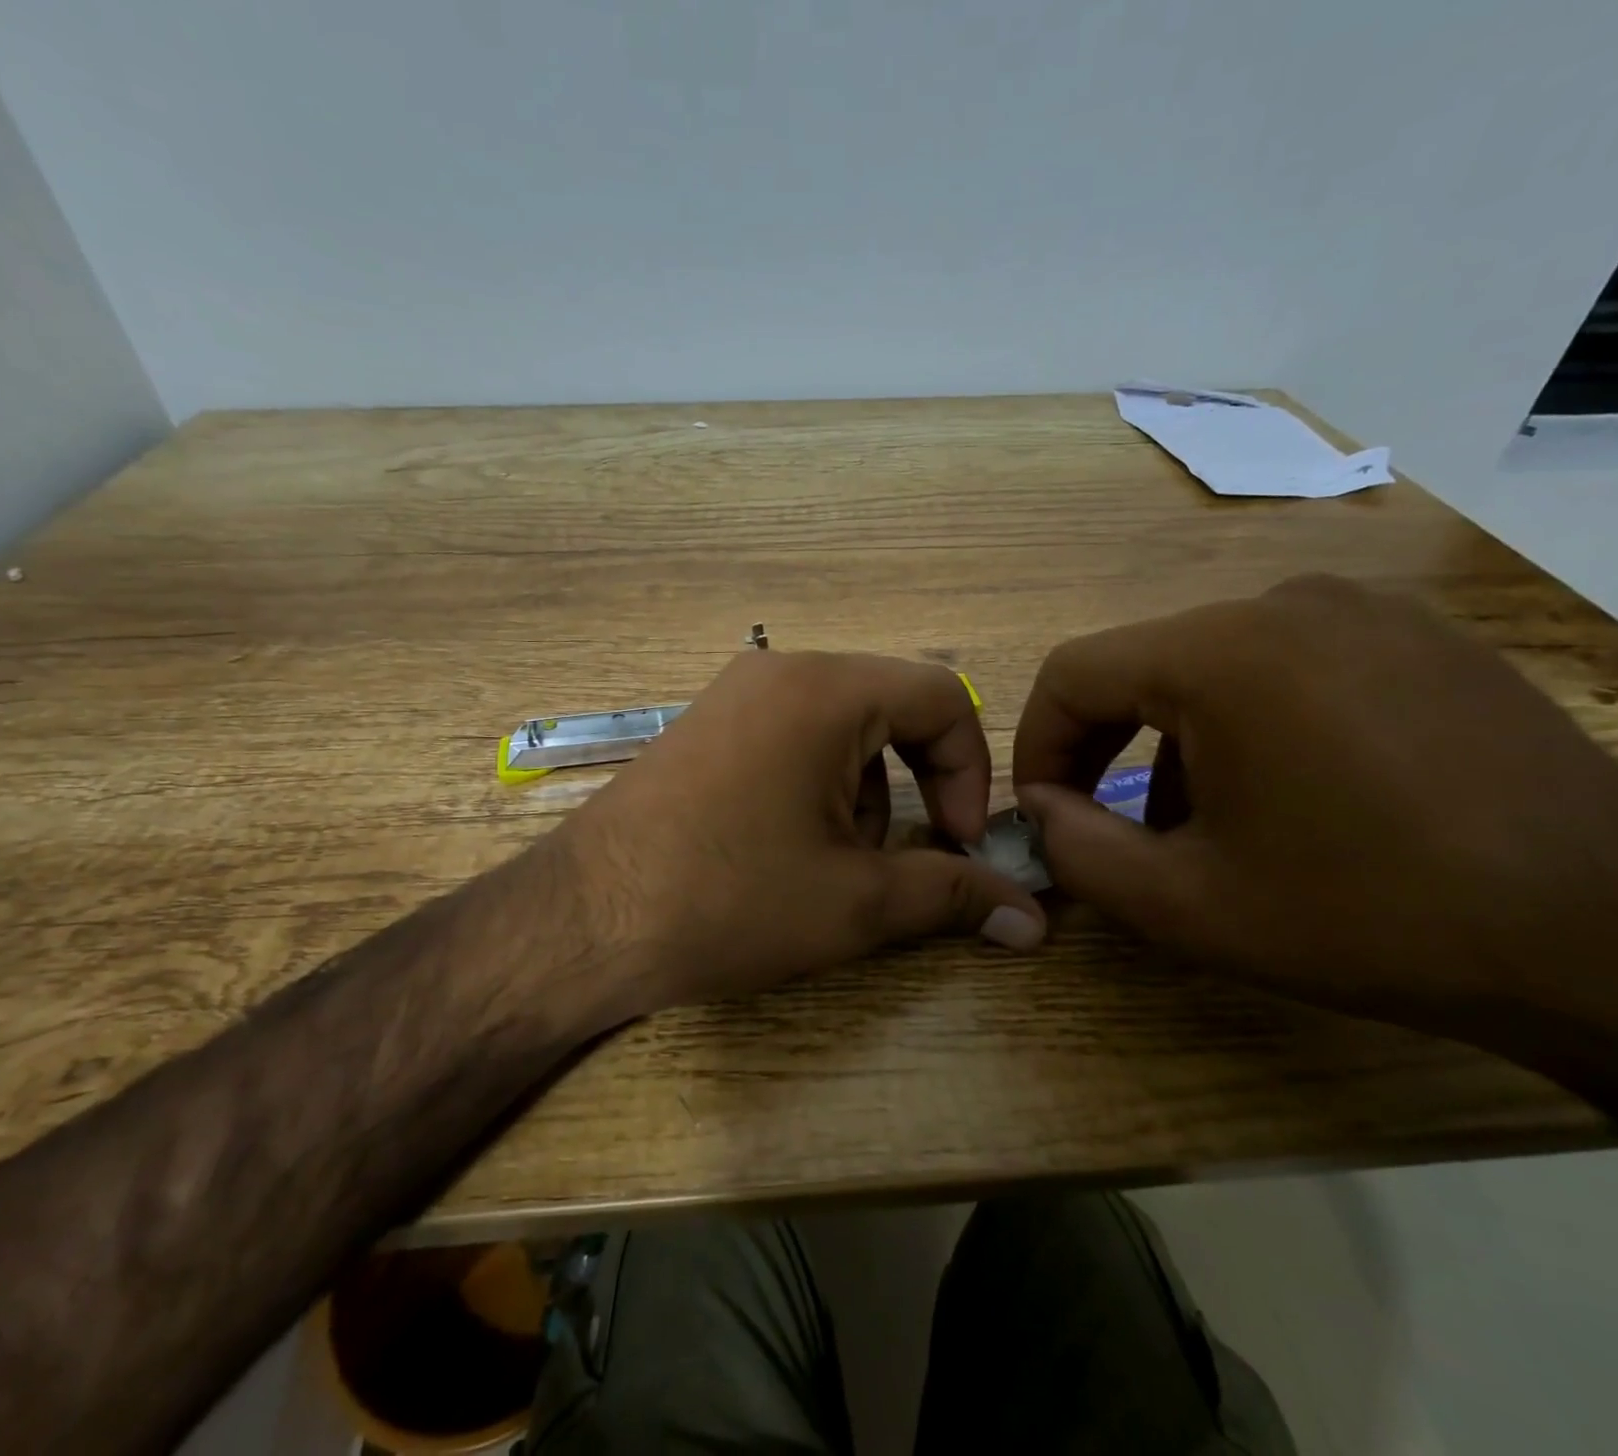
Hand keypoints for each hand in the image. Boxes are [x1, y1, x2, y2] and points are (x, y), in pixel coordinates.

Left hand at [549, 650, 1046, 1025]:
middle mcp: (779, 670)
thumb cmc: (729, 900)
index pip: (942, 697)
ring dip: (864, 793)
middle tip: (899, 858)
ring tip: (831, 863)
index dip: (971, 770)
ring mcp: (734, 694)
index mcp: (824, 689)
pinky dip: (816, 785)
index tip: (960, 841)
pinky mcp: (705, 726)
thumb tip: (1033, 920)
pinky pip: (792, 736)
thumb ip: (954, 895)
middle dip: (915, 786)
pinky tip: (784, 847)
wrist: (583, 922)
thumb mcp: (855, 902)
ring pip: (842, 727)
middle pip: (890, 709)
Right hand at [1010, 574, 1617, 1041]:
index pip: (1073, 672)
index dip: (1037, 743)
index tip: (1042, 811)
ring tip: (1197, 826)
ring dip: (1172, 743)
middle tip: (1099, 822)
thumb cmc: (1371, 917)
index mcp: (1223, 654)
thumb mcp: (1186, 905)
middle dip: (1101, 747)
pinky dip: (1244, 726)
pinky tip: (1280, 797)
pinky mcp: (1417, 638)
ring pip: (1209, 668)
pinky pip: (1284, 668)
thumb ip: (1076, 852)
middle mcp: (1286, 604)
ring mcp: (1364, 612)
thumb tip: (1038, 809)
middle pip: (1141, 665)